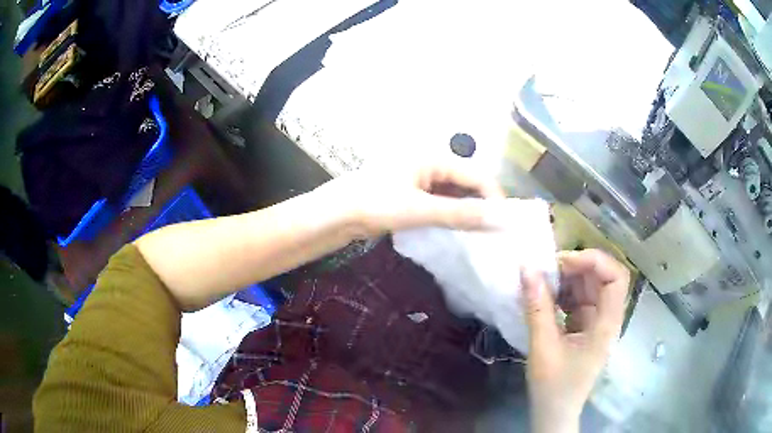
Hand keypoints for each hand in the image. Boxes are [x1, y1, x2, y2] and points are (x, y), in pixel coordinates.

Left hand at [318, 159, 504, 236]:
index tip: (505, 223)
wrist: (334, 215)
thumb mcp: (419, 209)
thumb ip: (459, 214)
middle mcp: (429, 164)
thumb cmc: (374, 204)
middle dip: (481, 205)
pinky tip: (457, 231)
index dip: (493, 197)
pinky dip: (450, 216)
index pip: (476, 174)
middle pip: (466, 183)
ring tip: (481, 235)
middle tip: (495, 232)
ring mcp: (419, 180)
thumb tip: (497, 219)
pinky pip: (439, 203)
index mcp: (433, 158)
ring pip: (454, 194)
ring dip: (466, 212)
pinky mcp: (411, 195)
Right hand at [522, 249, 629, 432]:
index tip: (564, 262)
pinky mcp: (585, 328)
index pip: (616, 277)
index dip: (595, 261)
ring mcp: (597, 323)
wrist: (553, 413)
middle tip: (547, 268)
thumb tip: (527, 269)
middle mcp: (607, 318)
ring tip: (542, 281)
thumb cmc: (553, 386)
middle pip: (603, 278)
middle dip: (577, 267)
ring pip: (590, 287)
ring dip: (568, 280)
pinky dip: (563, 294)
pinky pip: (578, 300)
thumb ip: (537, 308)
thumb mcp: (543, 347)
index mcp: (607, 324)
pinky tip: (545, 297)